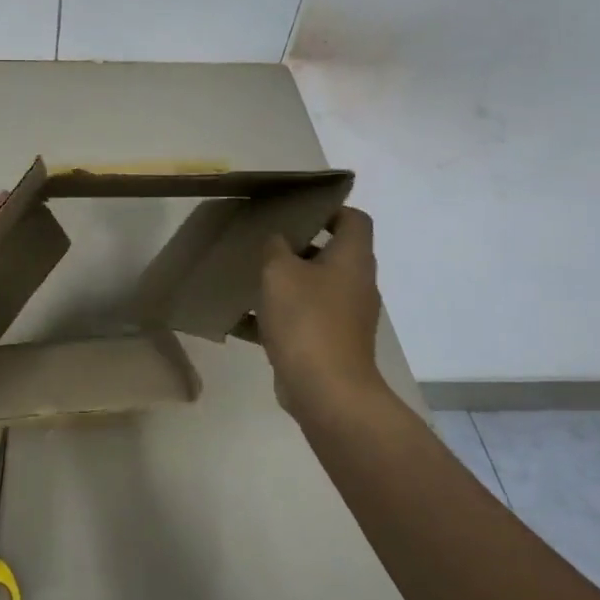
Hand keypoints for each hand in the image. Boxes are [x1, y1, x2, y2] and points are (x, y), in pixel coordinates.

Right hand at [259, 206, 395, 423]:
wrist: (326, 389)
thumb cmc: (306, 319)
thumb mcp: (279, 272)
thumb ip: (275, 248)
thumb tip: (278, 240)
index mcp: (352, 259)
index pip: (354, 219)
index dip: (329, 210)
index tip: (295, 212)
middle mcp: (356, 284)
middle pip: (332, 254)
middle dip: (297, 247)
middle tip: (263, 243)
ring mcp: (346, 316)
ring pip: (314, 287)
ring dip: (286, 283)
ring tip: (250, 279)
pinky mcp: (330, 343)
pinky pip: (303, 319)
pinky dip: (279, 317)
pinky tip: (243, 320)